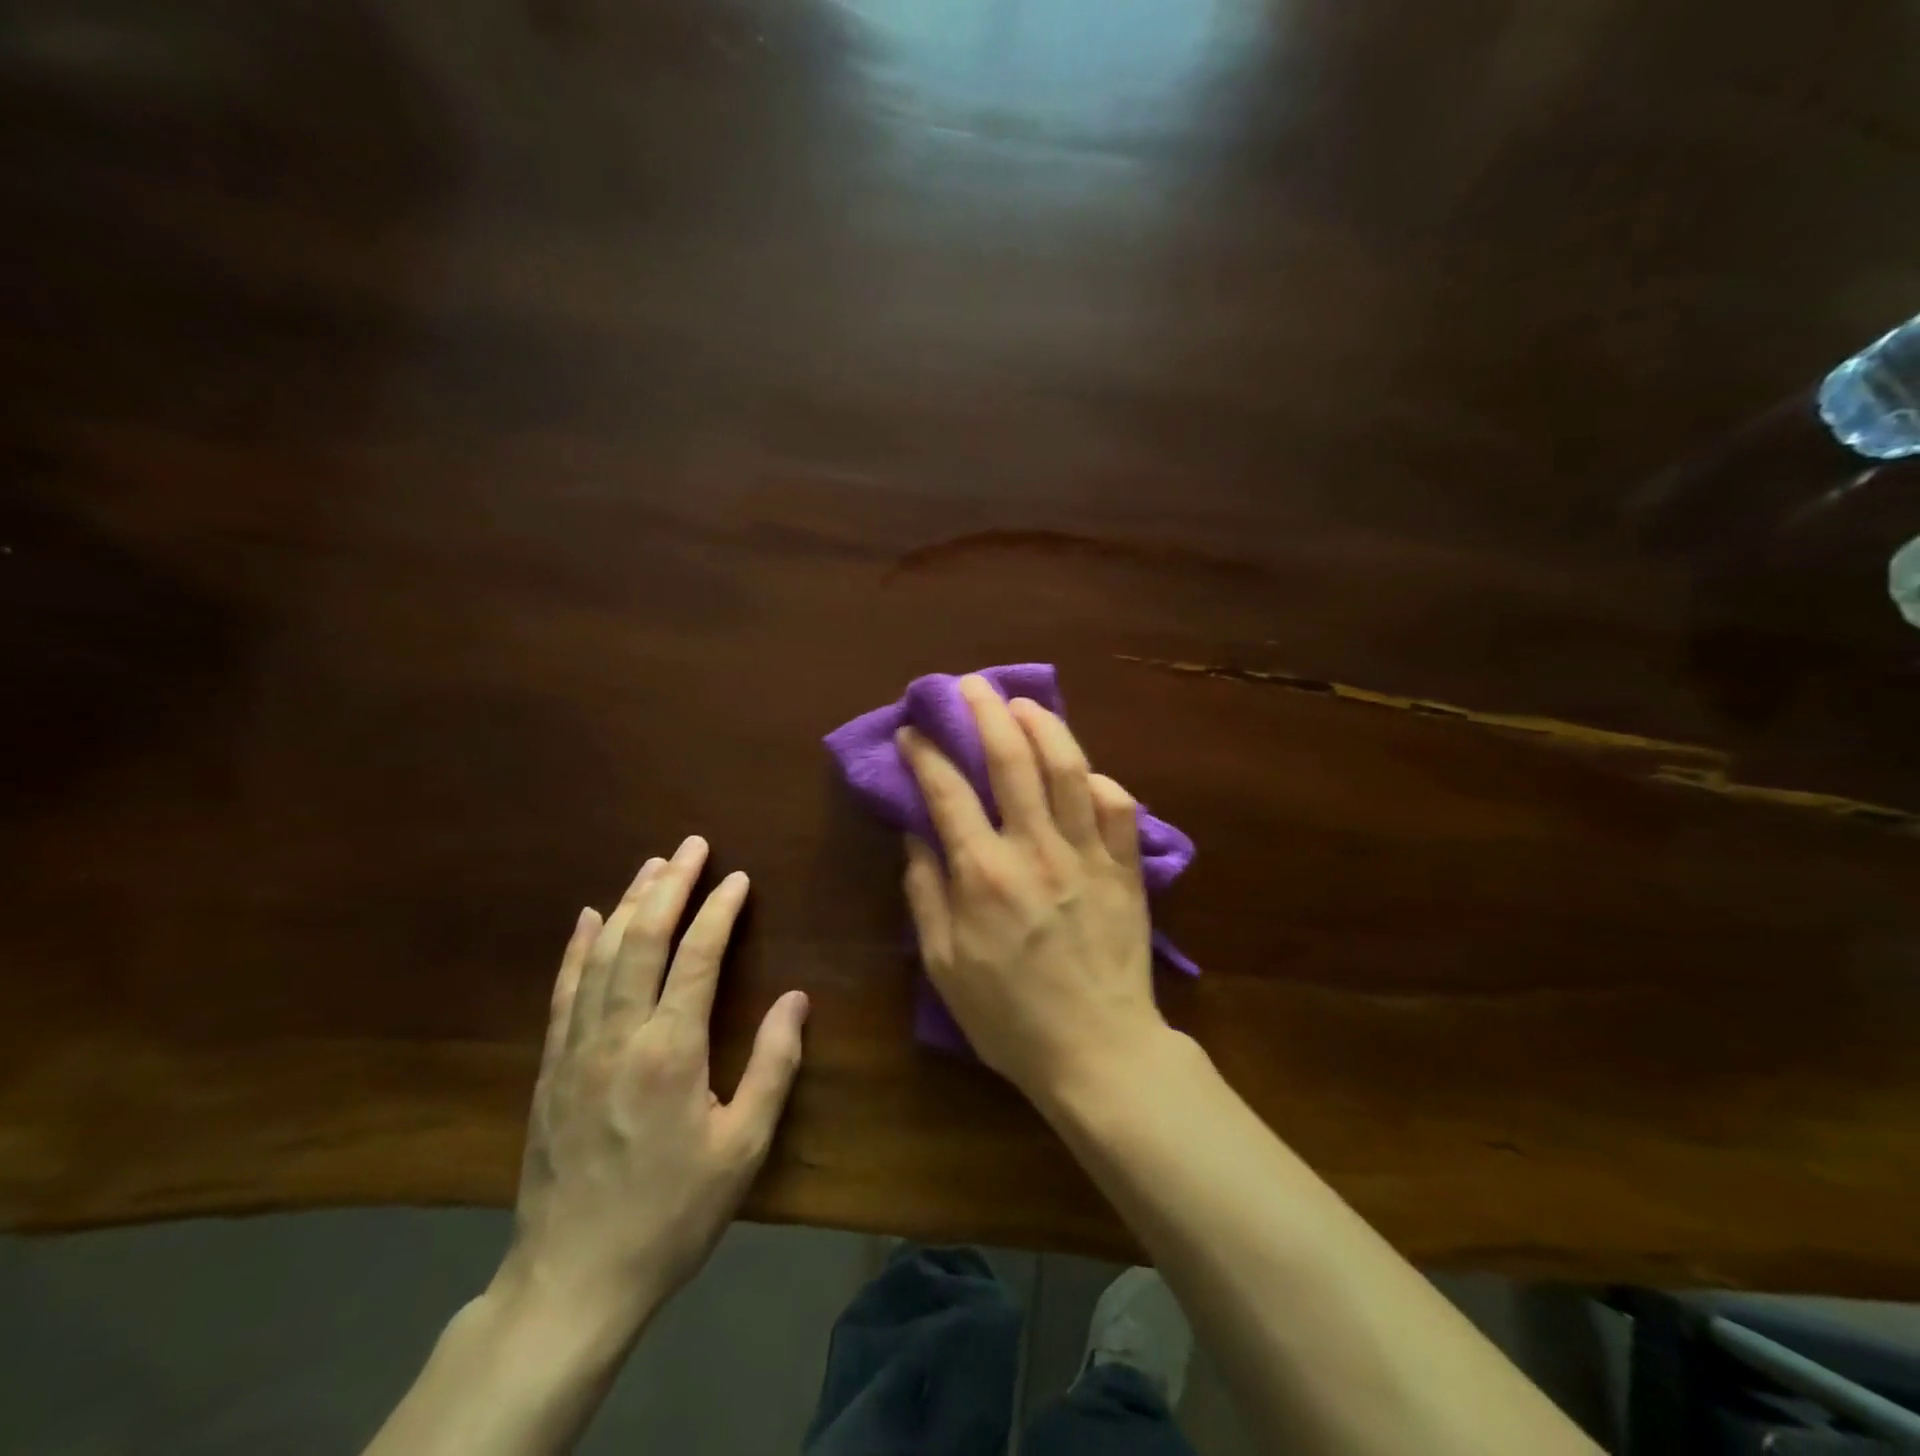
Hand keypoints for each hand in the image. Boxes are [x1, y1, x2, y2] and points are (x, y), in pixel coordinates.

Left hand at [493, 836, 808, 1339]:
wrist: (573, 1280)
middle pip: (644, 940)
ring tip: (652, 865)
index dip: (720, 910)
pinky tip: (589, 918)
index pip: (698, 956)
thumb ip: (773, 1066)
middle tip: (691, 846)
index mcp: (671, 1051)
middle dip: (670, 885)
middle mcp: (619, 1035)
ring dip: (629, 903)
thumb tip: (796, 999)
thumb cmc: (672, 1214)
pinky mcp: (551, 1068)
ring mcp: (577, 1048)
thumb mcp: (743, 1148)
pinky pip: (564, 991)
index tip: (738, 878)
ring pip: (602, 955)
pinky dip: (578, 947)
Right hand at [896, 676, 1168, 1102]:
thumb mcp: (944, 966)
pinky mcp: (1127, 867)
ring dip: (1044, 726)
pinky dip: (1099, 780)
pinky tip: (1083, 770)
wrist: (1098, 1051)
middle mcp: (1035, 849)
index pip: (947, 792)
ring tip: (1023, 704)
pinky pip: (1119, 807)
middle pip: (1011, 759)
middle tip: (969, 685)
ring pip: (1069, 768)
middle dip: (985, 712)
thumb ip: (926, 893)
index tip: (912, 731)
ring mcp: (1087, 854)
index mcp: (983, 874)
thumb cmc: (1009, 1017)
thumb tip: (916, 835)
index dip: (925, 753)